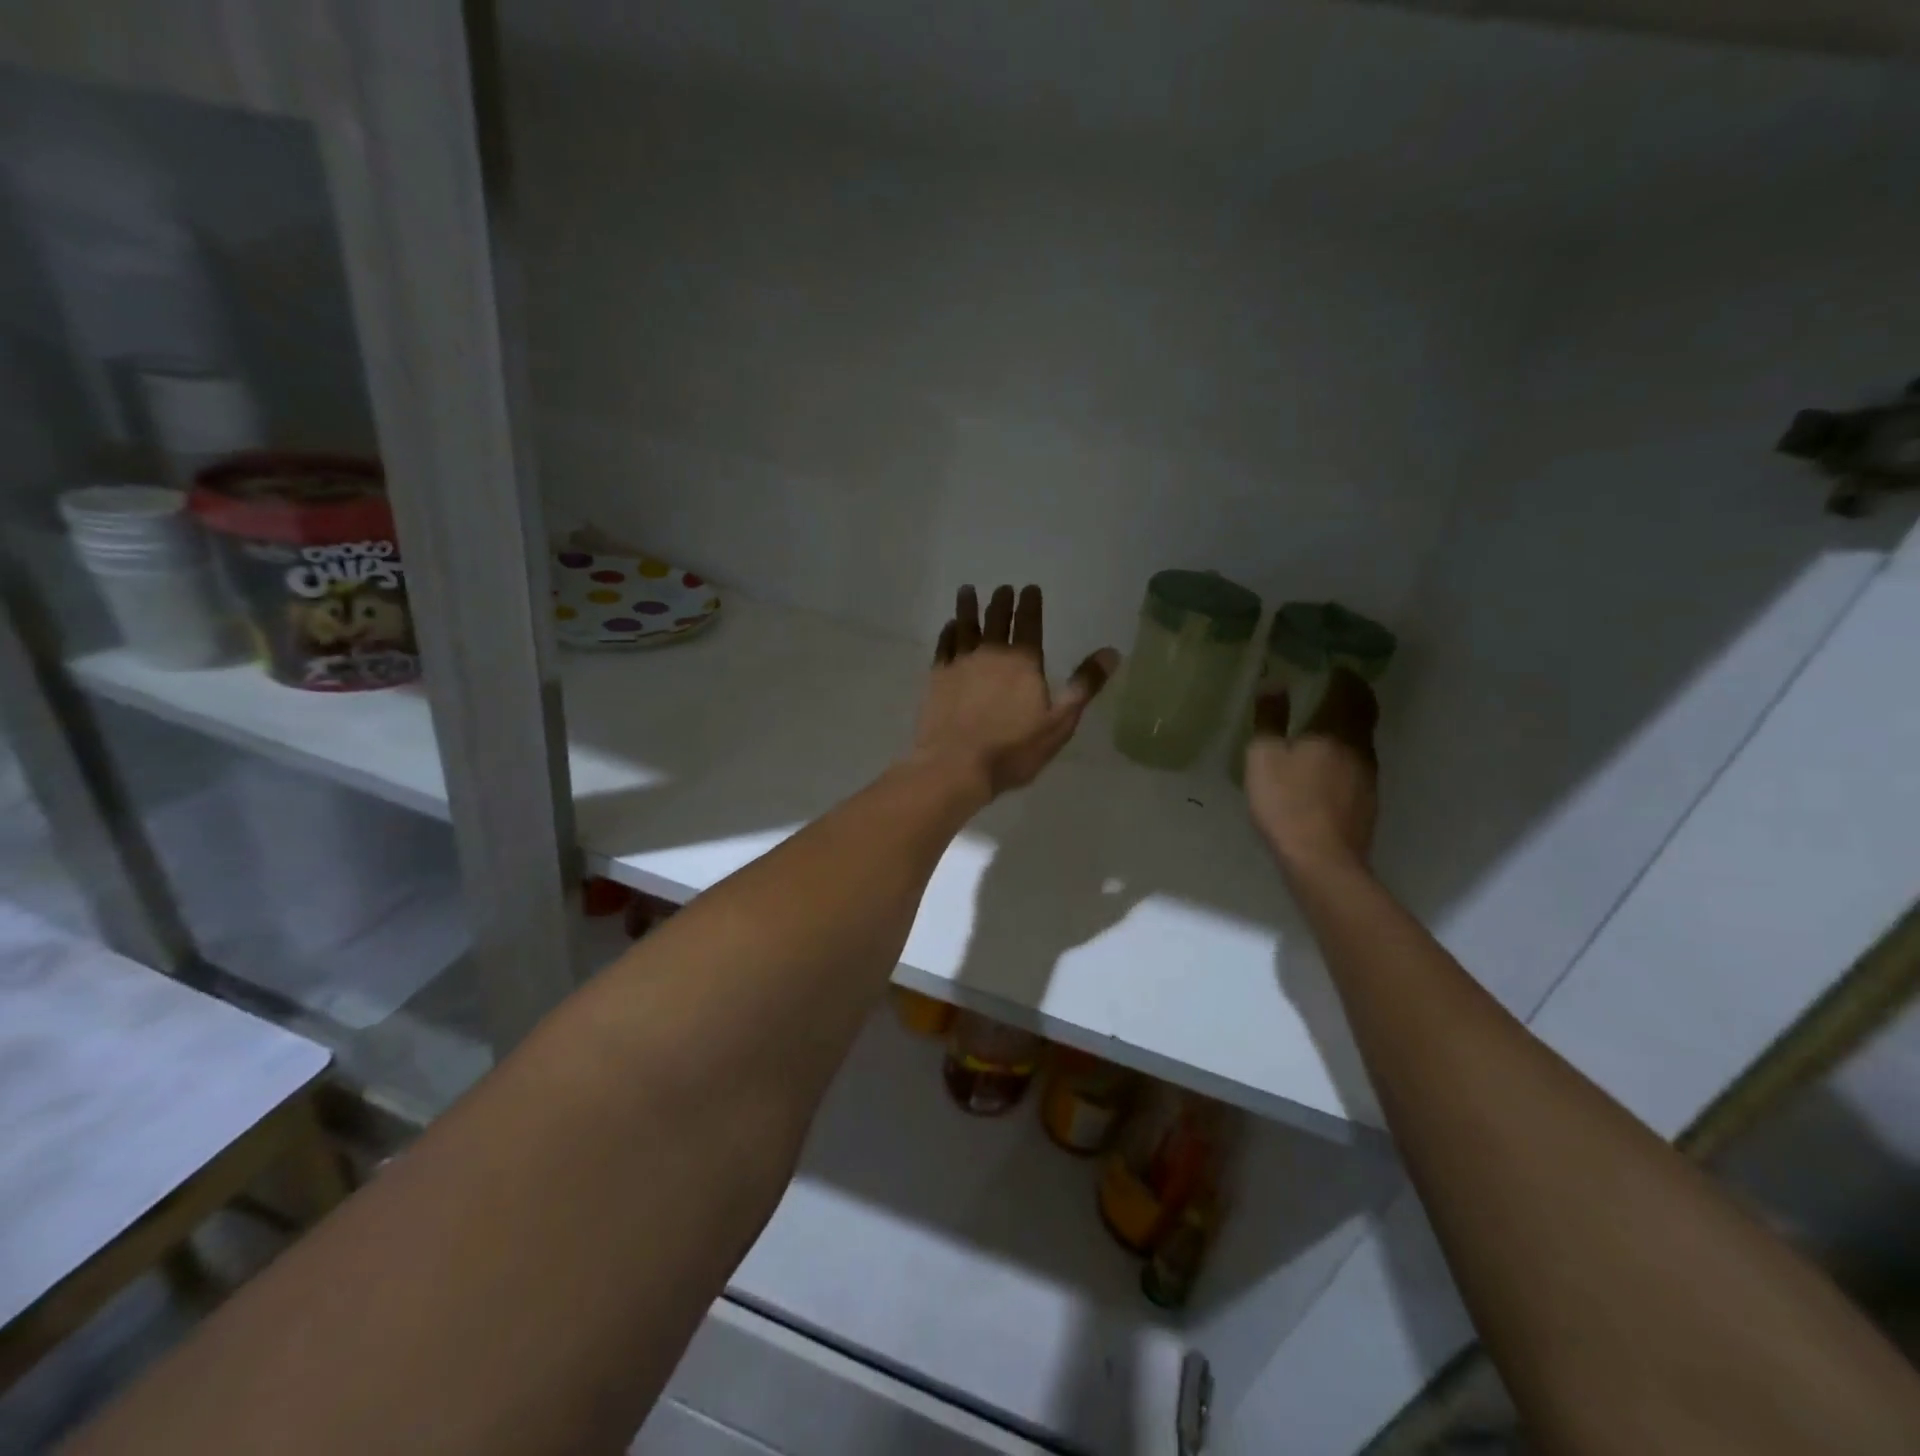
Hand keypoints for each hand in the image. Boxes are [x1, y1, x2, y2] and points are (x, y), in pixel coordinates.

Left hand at [911, 585, 1119, 799]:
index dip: (1030, 604)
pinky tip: (949, 626)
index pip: (1029, 623)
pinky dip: (948, 632)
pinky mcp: (937, 678)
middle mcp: (991, 654)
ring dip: (968, 607)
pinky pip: (944, 646)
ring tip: (967, 590)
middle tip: (1003, 588)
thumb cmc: (1013, 749)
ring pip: (965, 626)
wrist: (955, 766)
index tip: (1029, 588)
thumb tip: (1111, 652)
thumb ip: (1084, 686)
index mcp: (1023, 662)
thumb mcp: (1059, 723)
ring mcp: (960, 664)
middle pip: (997, 620)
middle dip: (1002, 601)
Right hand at [1244, 668, 1379, 874]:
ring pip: (1363, 737)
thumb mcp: (1264, 757)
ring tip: (1329, 720)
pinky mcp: (1367, 799)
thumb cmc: (1287, 803)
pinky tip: (1330, 761)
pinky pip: (1359, 762)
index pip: (1350, 690)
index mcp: (1336, 729)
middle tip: (1337, 685)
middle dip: (1354, 695)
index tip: (1334, 665)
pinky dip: (1348, 750)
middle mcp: (1360, 746)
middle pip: (1364, 711)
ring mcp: (1368, 775)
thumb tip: (1274, 681)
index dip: (1344, 675)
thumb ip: (1269, 718)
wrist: (1322, 860)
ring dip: (1351, 723)